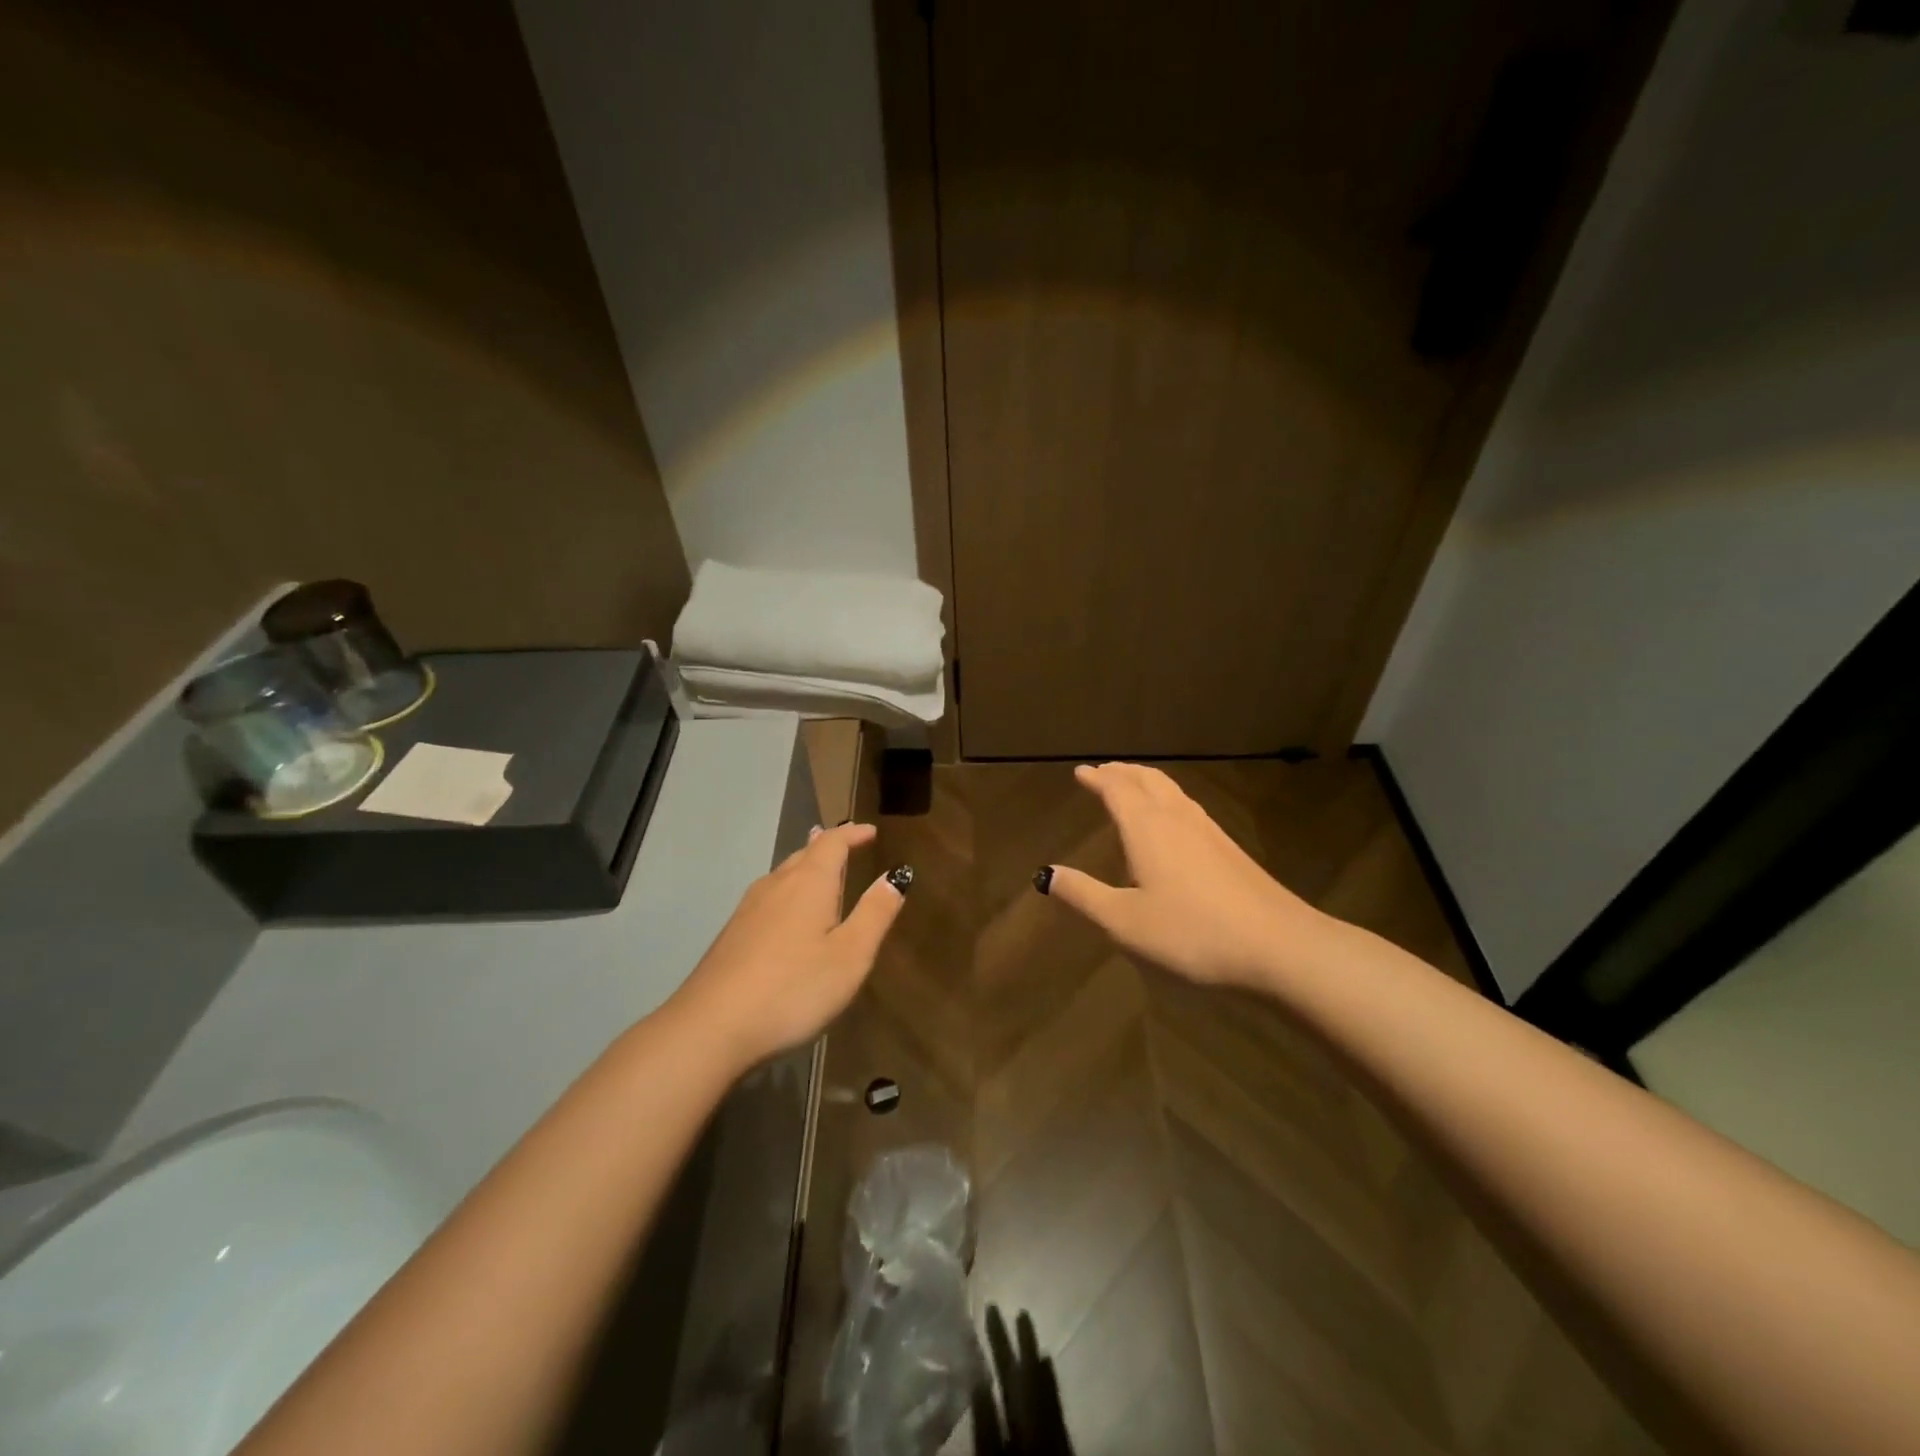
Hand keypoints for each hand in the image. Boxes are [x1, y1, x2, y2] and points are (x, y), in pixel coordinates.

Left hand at [667, 823, 907, 1070]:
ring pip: (783, 874)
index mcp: (809, 883)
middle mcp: (776, 886)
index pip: (833, 842)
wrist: (711, 1027)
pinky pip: (769, 896)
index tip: (871, 831)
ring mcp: (749, 909)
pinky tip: (786, 910)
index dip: (853, 834)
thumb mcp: (850, 955)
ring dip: (806, 865)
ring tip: (819, 867)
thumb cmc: (793, 989)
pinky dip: (789, 890)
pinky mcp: (733, 934)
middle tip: (848, 844)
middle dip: (828, 845)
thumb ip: (875, 913)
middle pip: (804, 853)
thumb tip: (896, 874)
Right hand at [1041, 762, 1335, 991]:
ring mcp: (1209, 832)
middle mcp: (1178, 819)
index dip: (1097, 778)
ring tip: (1134, 787)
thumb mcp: (1124, 921)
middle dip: (1123, 773)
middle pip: (1148, 781)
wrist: (1279, 947)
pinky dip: (1169, 801)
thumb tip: (1046, 874)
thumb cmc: (1191, 933)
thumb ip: (1083, 895)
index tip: (1081, 772)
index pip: (1117, 790)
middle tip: (1104, 771)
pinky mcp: (1230, 850)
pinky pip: (1189, 809)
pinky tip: (1174, 824)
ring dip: (1147, 783)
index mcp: (1147, 828)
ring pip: (1173, 792)